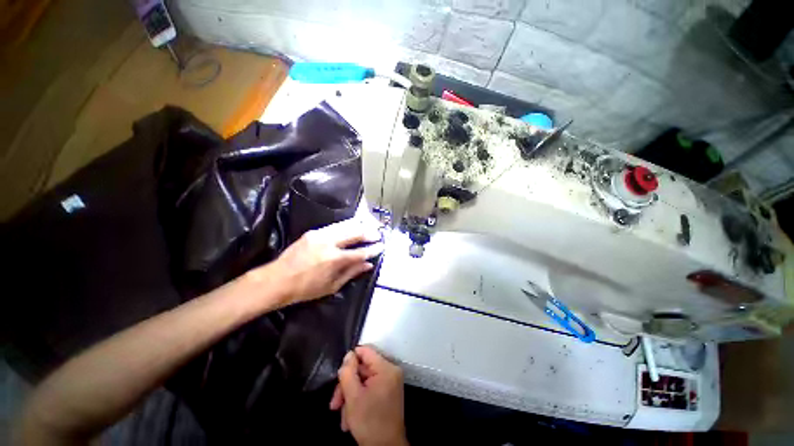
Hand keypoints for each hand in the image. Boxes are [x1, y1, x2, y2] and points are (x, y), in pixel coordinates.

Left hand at [248, 218, 383, 306]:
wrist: (277, 280)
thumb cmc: (306, 288)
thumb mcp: (332, 286)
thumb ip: (352, 272)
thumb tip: (368, 264)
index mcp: (335, 260)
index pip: (360, 252)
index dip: (373, 249)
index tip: (381, 246)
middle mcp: (329, 243)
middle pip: (355, 233)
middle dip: (369, 233)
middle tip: (378, 234)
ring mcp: (321, 234)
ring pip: (346, 225)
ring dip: (360, 226)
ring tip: (369, 227)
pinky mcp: (313, 231)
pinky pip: (335, 225)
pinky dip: (347, 225)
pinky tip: (352, 227)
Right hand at [330, 346, 406, 445]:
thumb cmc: (370, 423)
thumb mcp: (353, 397)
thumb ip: (348, 373)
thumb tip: (348, 355)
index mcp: (386, 368)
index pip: (366, 351)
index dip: (350, 359)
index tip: (339, 375)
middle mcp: (390, 371)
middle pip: (363, 369)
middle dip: (347, 386)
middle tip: (334, 404)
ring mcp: (390, 383)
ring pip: (364, 381)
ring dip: (350, 397)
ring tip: (343, 416)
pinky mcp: (388, 393)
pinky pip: (369, 389)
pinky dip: (358, 401)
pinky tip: (350, 418)